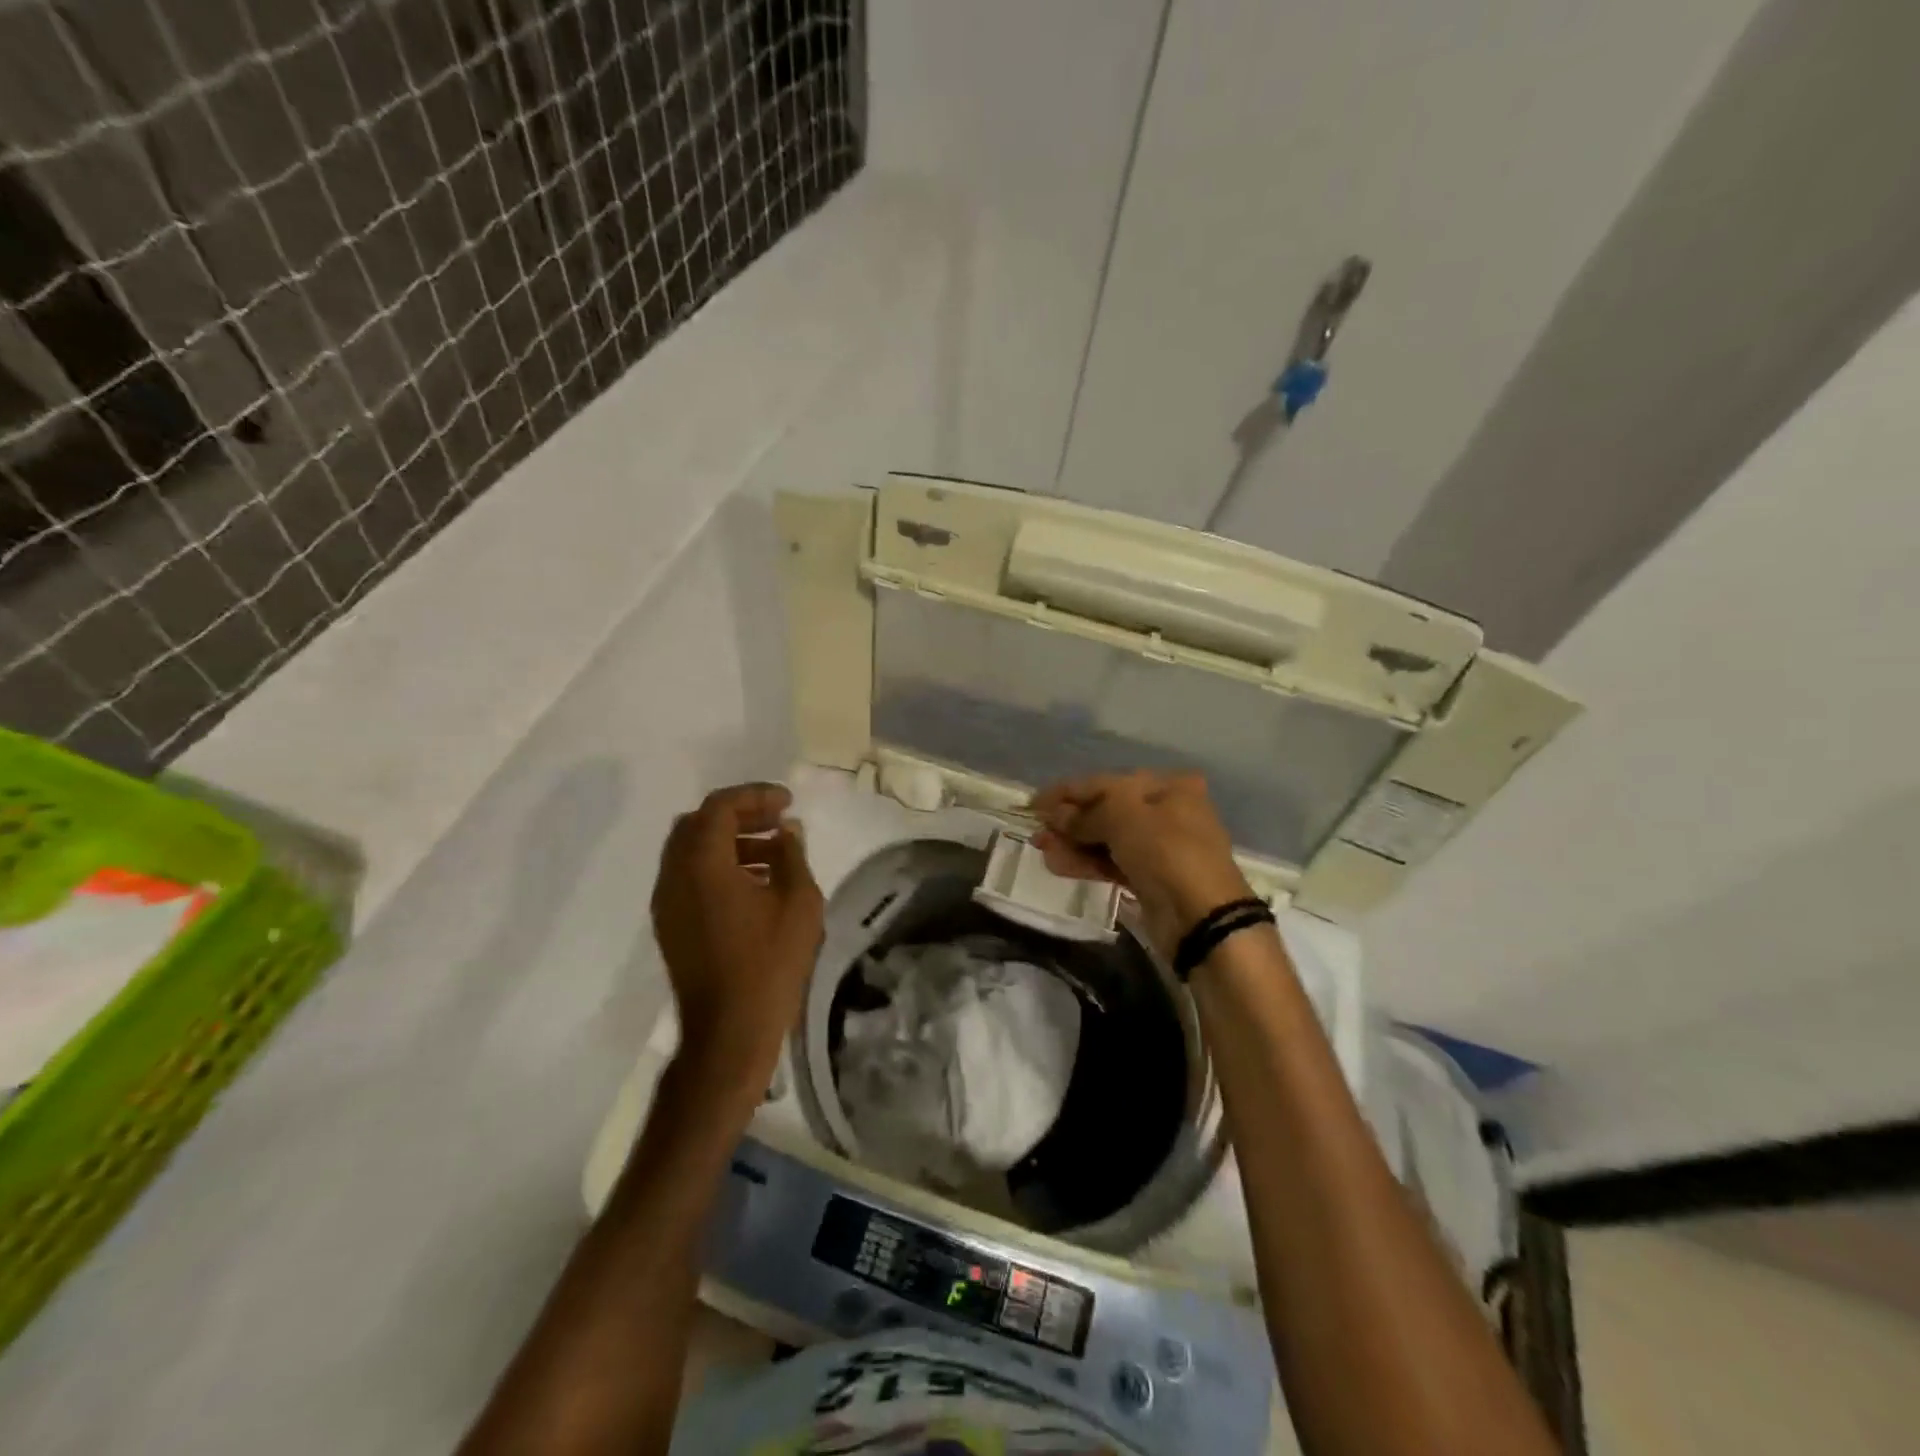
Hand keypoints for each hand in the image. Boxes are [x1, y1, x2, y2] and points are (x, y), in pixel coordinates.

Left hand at [651, 783, 823, 1092]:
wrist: (729, 1031)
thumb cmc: (769, 962)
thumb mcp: (798, 901)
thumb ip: (792, 855)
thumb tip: (786, 830)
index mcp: (702, 863)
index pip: (719, 807)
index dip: (755, 796)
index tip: (788, 802)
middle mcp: (674, 875)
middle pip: (698, 824)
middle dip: (739, 814)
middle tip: (777, 821)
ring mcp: (667, 902)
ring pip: (691, 851)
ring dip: (729, 841)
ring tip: (773, 852)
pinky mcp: (670, 925)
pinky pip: (689, 877)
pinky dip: (717, 866)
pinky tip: (755, 883)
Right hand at [1030, 771, 1253, 956]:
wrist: (1202, 917)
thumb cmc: (1166, 850)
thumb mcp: (1122, 816)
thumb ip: (1084, 813)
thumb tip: (1054, 815)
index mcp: (1167, 786)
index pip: (1106, 782)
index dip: (1067, 791)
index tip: (1033, 803)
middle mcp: (1167, 811)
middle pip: (1106, 810)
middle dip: (1069, 820)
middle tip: (1037, 831)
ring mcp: (1159, 847)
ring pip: (1107, 839)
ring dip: (1073, 842)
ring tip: (1041, 849)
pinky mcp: (1151, 878)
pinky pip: (1112, 863)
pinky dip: (1086, 862)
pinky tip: (1058, 865)